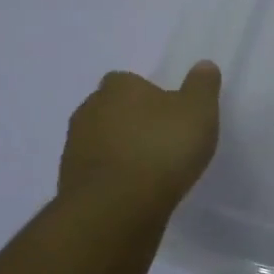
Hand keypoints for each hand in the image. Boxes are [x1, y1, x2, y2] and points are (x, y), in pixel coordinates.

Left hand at [58, 61, 220, 211]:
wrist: (116, 208)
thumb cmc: (161, 148)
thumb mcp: (198, 111)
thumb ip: (201, 86)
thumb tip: (203, 65)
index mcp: (118, 87)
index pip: (129, 81)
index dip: (149, 95)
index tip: (169, 113)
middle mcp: (89, 110)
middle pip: (113, 109)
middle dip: (132, 121)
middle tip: (162, 140)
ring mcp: (75, 147)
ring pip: (102, 141)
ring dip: (121, 150)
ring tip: (151, 170)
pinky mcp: (69, 182)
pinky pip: (97, 172)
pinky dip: (113, 177)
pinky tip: (135, 192)